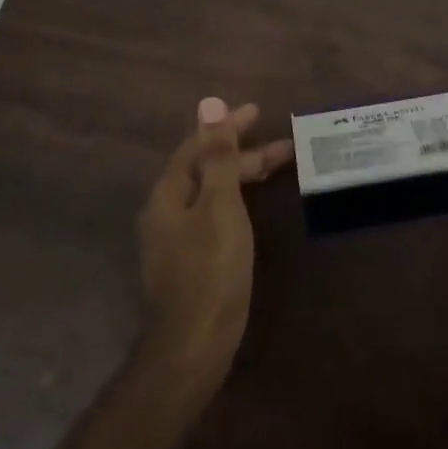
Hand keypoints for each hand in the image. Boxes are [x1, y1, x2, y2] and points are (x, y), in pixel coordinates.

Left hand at [137, 98, 293, 379]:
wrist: (195, 344)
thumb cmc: (210, 268)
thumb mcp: (219, 204)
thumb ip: (217, 156)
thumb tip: (208, 104)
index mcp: (168, 193)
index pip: (196, 147)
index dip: (226, 127)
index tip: (257, 112)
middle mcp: (166, 211)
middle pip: (204, 168)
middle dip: (241, 151)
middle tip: (281, 143)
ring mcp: (176, 238)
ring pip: (211, 191)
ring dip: (241, 174)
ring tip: (277, 166)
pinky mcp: (190, 260)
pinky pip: (214, 212)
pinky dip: (236, 198)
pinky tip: (252, 204)